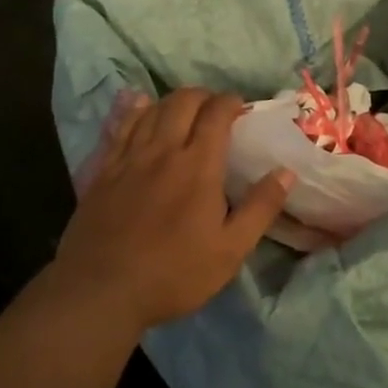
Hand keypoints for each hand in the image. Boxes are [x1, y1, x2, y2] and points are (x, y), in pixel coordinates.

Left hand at [54, 88, 292, 334]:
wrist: (101, 291)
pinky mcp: (103, 170)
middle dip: (203, 96)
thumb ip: (260, 208)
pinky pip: (120, 126)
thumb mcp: (230, 250)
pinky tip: (140, 105)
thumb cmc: (173, 274)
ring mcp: (129, 158)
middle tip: (214, 108)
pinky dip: (135, 110)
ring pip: (151, 109)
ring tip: (184, 108)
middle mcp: (163, 151)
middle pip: (182, 103)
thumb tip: (286, 172)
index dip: (230, 102)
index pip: (216, 115)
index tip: (240, 107)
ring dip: (172, 101)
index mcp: (198, 166)